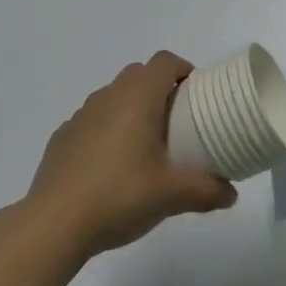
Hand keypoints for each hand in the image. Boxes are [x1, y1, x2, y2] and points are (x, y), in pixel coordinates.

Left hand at [25, 52, 235, 259]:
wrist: (54, 224)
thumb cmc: (119, 196)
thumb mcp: (171, 196)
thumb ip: (206, 191)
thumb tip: (231, 193)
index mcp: (137, 98)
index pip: (164, 61)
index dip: (183, 69)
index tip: (196, 94)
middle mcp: (108, 96)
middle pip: (138, 74)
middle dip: (159, 89)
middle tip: (175, 122)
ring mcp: (80, 116)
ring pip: (113, 97)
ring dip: (131, 109)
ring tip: (144, 147)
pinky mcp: (61, 138)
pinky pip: (91, 122)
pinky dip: (106, 131)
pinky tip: (110, 167)